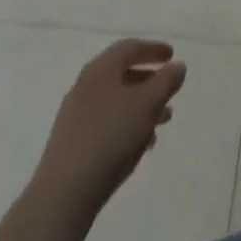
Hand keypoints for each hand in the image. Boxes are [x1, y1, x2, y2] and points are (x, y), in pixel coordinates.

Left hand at [37, 40, 186, 217]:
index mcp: (101, 69)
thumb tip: (176, 66)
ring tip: (163, 121)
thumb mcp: (149, 103)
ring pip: (115, 101)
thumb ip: (167, 80)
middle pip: (121, 74)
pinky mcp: (71, 142)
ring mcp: (75, 115)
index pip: (130, 47)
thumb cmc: (111, 137)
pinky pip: (106, 123)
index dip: (154, 49)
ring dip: (140, 105)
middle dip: (149, 80)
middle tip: (169, 89)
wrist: (64, 193)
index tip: (172, 55)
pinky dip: (126, 124)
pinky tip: (141, 144)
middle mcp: (85, 86)